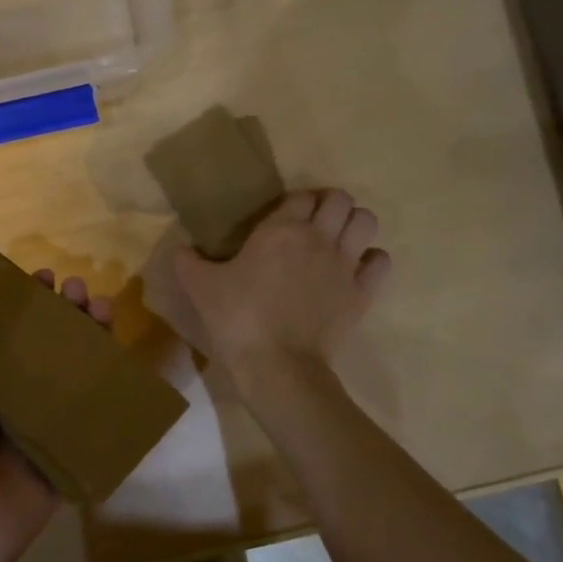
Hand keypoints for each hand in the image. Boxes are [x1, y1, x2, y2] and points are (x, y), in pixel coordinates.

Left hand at [0, 271, 112, 561]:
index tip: (42, 276)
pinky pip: (92, 408)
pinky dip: (109, 382)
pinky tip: (122, 358)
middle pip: (47, 340)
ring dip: (90, 336)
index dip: (25, 298)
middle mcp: (15, 390)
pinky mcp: (69, 444)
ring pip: (73, 366)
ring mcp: (44, 417)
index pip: (7, 325)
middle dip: (65, 310)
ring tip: (102, 310)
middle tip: (79, 290)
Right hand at [175, 189, 390, 373]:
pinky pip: (381, 262)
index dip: (297, 202)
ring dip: (355, 225)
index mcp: (281, 229)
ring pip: (367, 222)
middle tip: (315, 224)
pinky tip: (357, 271)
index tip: (287, 218)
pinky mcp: (362, 293)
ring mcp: (345, 264)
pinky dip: (372, 261)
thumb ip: (189, 263)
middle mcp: (319, 238)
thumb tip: (181, 249)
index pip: (302, 195)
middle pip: (341, 199)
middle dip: (331, 206)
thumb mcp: (201, 288)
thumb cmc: (237, 319)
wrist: (276, 365)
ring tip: (339, 241)